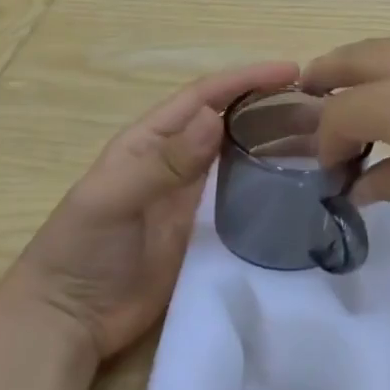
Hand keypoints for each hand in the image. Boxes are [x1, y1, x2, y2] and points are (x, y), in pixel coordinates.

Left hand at [0, 59, 299, 363]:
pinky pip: (243, 196)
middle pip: (229, 121)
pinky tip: (299, 183)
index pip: (203, 96)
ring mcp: (192, 197)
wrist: (70, 319)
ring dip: (275, 141)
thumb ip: (164, 162)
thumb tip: (214, 118)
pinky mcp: (205, 230)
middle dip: (269, 104)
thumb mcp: (114, 200)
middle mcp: (176, 161)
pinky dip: (271, 183)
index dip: (245, 78)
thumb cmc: (82, 250)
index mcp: (149, 141)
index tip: (291, 69)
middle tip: (320, 104)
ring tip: (320, 137)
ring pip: (241, 156)